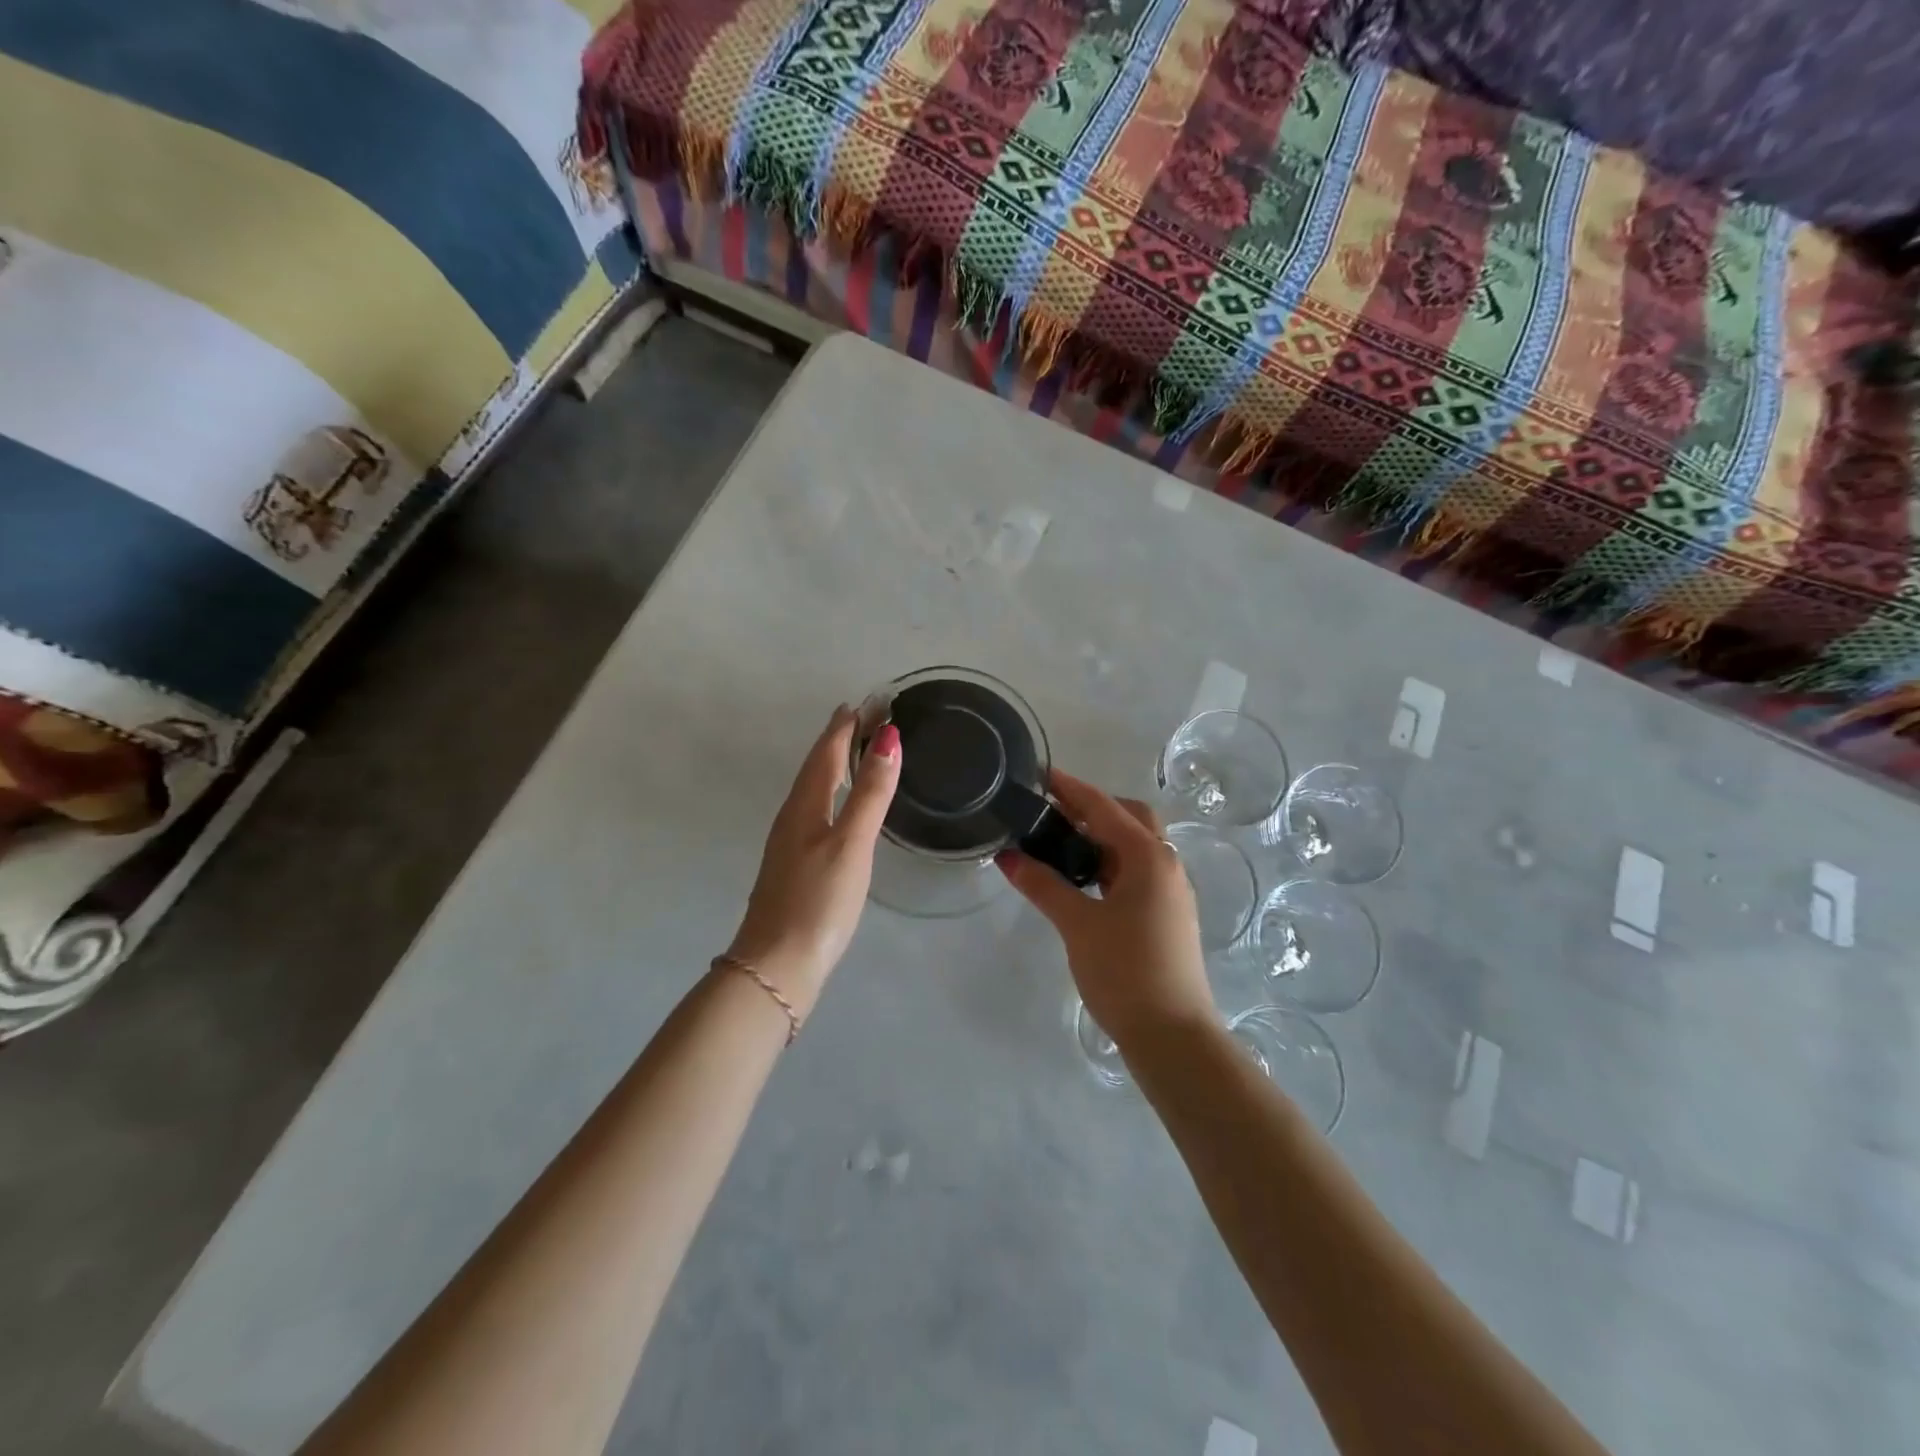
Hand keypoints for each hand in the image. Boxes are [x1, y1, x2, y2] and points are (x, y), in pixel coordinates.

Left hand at [726, 706, 900, 1016]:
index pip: (826, 752)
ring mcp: (790, 843)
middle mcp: (793, 817)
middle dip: (839, 739)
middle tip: (864, 717)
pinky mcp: (795, 866)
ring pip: (814, 790)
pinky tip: (840, 808)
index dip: (845, 725)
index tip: (867, 702)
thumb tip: (888, 738)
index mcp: (805, 806)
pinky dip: (832, 794)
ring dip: (834, 765)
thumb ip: (870, 792)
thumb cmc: (818, 901)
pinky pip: (815, 812)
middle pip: (816, 767)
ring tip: (855, 751)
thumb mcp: (851, 843)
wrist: (777, 966)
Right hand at [996, 770, 1213, 1046]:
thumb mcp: (1078, 925)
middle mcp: (1166, 865)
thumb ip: (1043, 885)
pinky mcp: (1166, 914)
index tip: (1040, 775)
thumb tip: (1008, 856)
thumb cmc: (1126, 972)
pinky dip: (1109, 863)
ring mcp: (1170, 891)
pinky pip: (1136, 871)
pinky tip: (1082, 879)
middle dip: (1093, 808)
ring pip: (1135, 846)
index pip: (1104, 808)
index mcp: (1149, 857)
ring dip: (1101, 837)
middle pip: (1130, 818)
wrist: (1172, 1036)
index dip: (1070, 789)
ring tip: (1059, 842)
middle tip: (1051, 812)